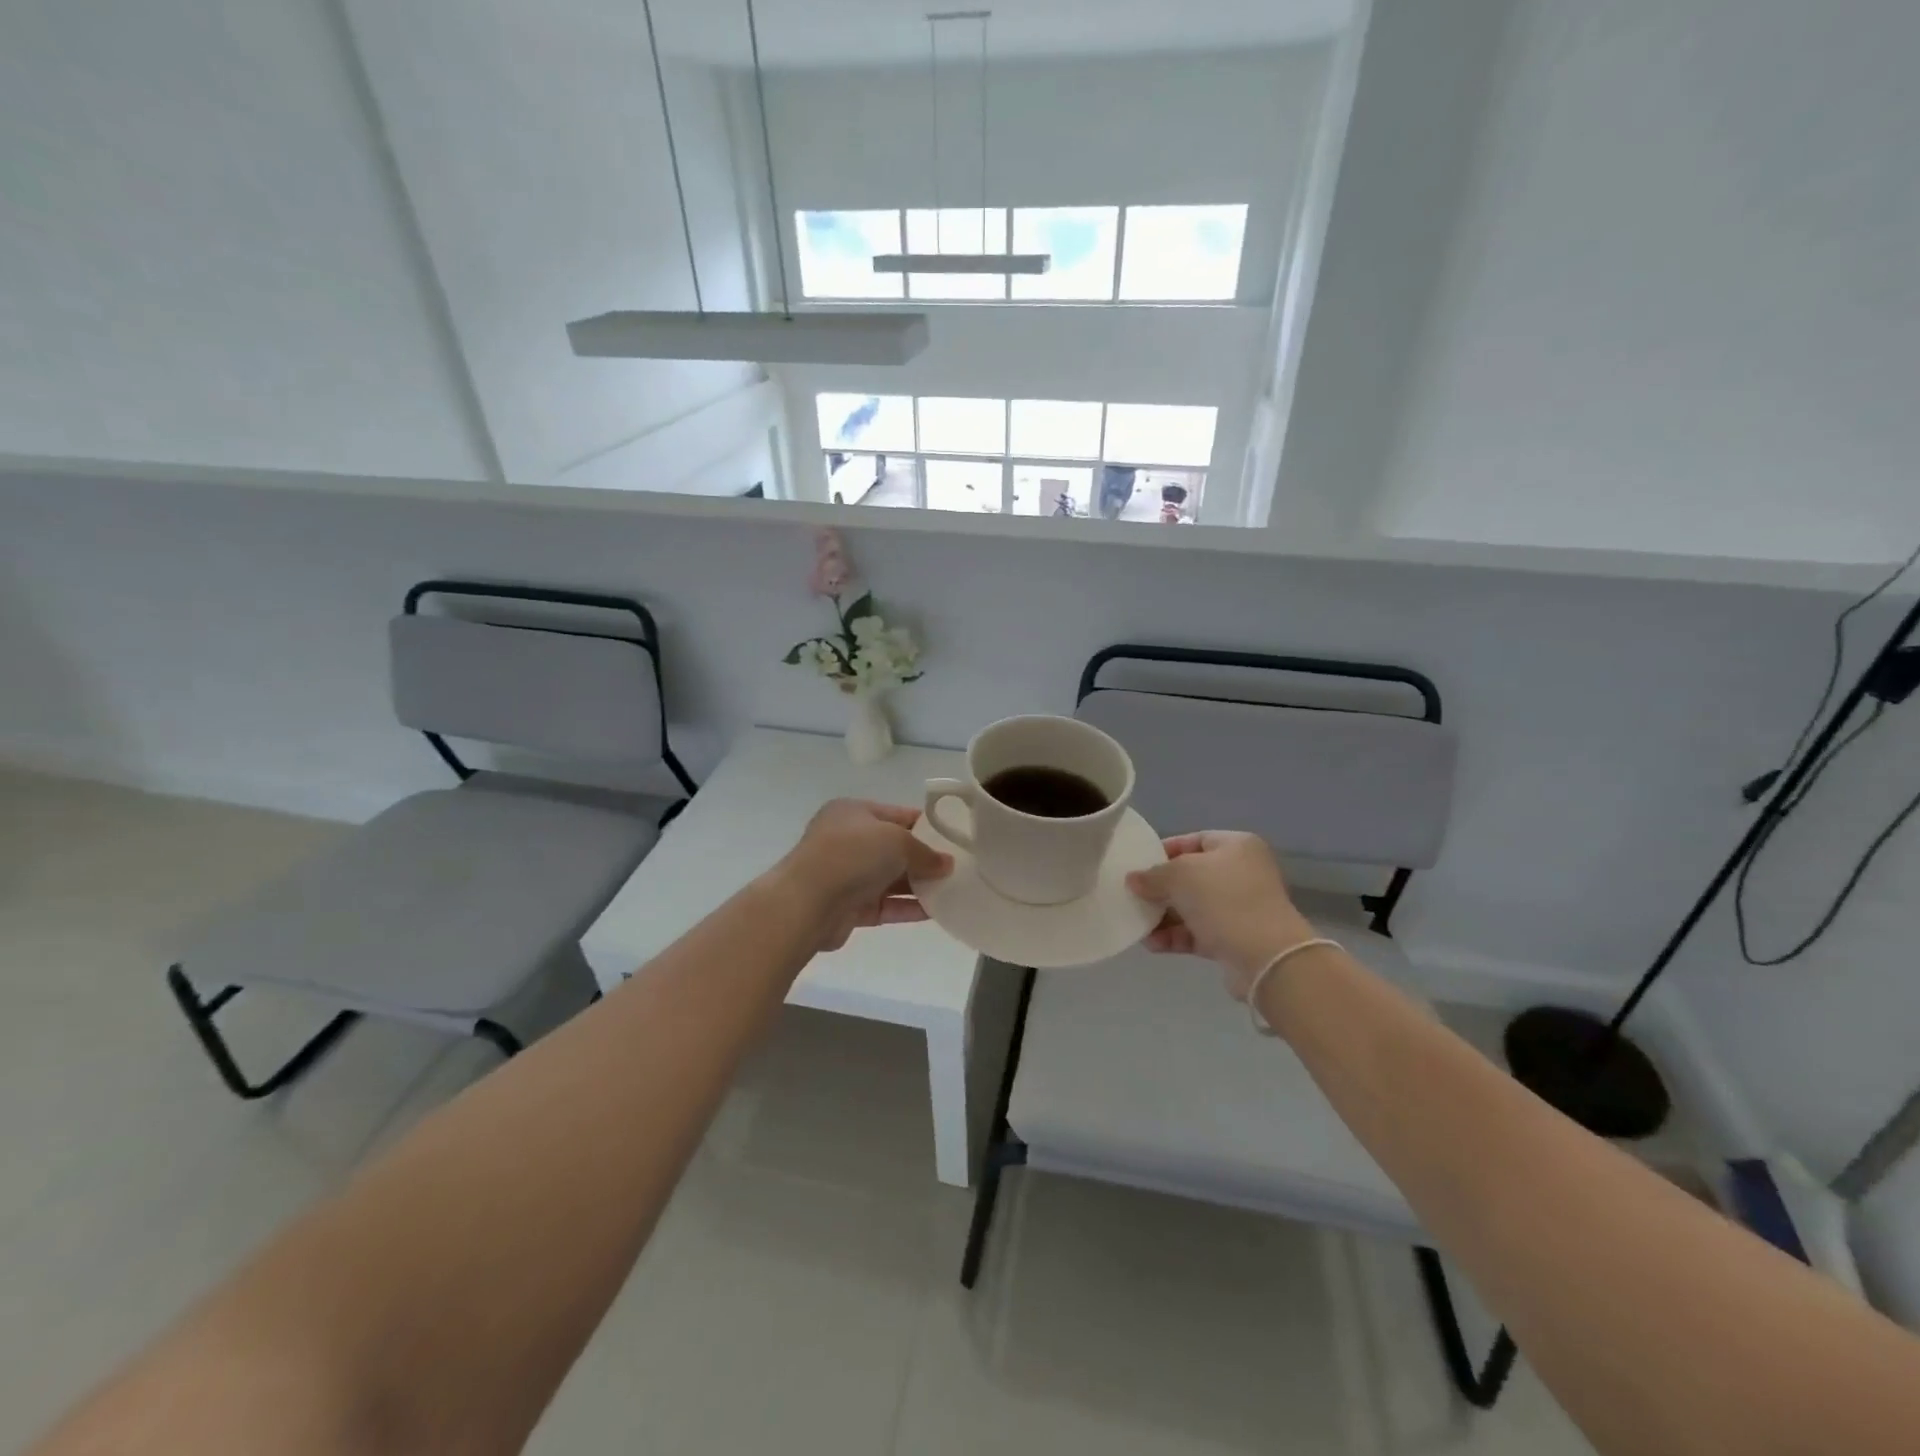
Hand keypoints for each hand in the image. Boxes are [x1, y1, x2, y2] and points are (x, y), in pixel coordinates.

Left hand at [776, 800, 951, 952]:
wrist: (807, 903)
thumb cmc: (852, 854)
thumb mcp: (897, 840)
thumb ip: (926, 852)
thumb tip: (947, 864)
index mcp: (853, 812)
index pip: (897, 815)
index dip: (927, 825)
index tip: (955, 838)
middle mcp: (848, 840)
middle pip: (894, 848)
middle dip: (925, 858)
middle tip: (959, 867)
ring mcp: (847, 875)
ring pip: (891, 879)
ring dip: (920, 885)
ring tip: (954, 890)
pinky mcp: (849, 908)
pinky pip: (886, 905)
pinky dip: (908, 907)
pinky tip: (937, 912)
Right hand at [1126, 831, 1314, 999]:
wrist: (1266, 957)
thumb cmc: (1224, 900)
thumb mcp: (1180, 875)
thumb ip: (1152, 875)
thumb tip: (1133, 879)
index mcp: (1236, 846)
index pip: (1194, 840)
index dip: (1164, 850)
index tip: (1139, 864)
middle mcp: (1242, 873)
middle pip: (1191, 876)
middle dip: (1161, 888)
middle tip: (1133, 895)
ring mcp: (1240, 907)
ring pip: (1193, 906)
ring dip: (1164, 916)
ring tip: (1138, 925)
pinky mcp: (1235, 938)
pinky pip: (1198, 932)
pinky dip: (1175, 936)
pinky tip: (1152, 944)